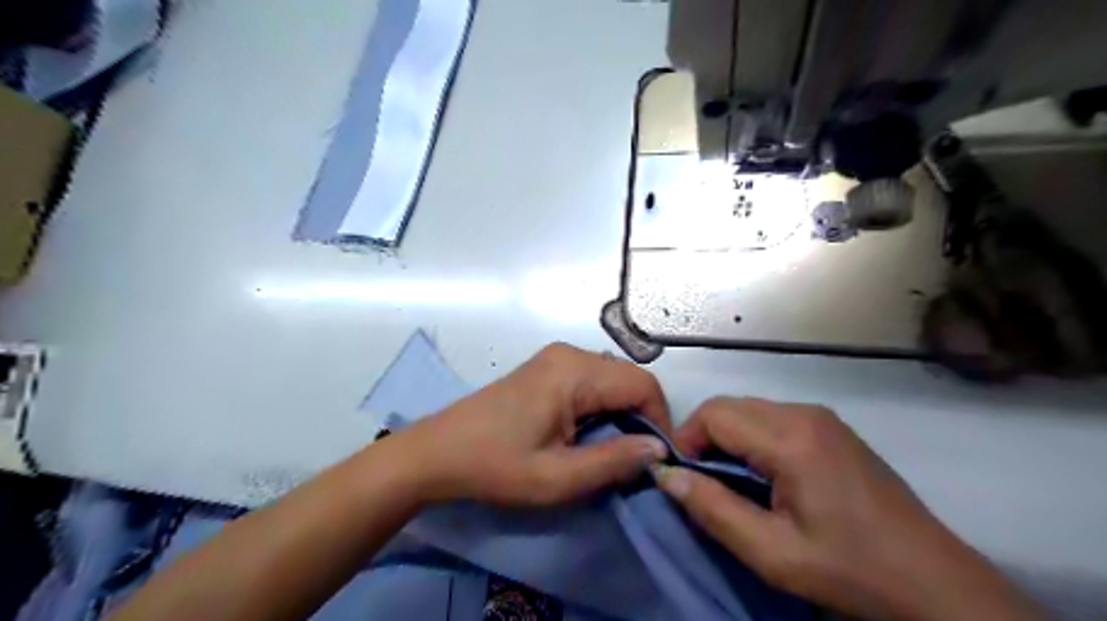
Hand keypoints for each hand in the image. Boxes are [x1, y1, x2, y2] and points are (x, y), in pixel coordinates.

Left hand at [399, 343, 673, 509]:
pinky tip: (589, 432)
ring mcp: (556, 357)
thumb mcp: (558, 477)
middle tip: (636, 459)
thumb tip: (659, 449)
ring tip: (614, 449)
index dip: (660, 420)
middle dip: (642, 416)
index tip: (657, 459)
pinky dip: (603, 404)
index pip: (642, 385)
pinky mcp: (547, 367)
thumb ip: (613, 461)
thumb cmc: (495, 465)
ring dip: (623, 411)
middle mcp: (570, 353)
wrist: (438, 451)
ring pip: (612, 378)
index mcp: (575, 372)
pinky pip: (592, 379)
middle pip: (629, 378)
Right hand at [650, 397, 1042, 620]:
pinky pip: (773, 418)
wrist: (934, 582)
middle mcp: (804, 413)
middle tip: (703, 482)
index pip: (713, 413)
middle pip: (729, 406)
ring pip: (749, 410)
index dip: (686, 439)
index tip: (683, 478)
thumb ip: (712, 509)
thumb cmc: (849, 569)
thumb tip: (666, 476)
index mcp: (791, 438)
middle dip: (704, 438)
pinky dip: (752, 438)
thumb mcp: (772, 552)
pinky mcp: (831, 428)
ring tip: (730, 482)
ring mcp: (822, 417)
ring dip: (727, 438)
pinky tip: (763, 475)